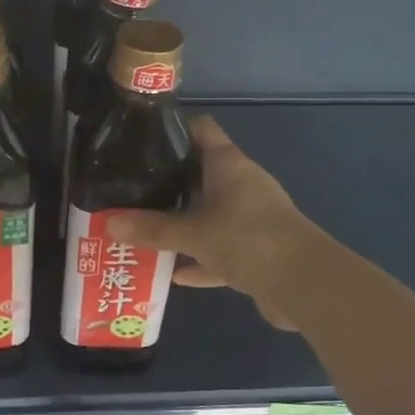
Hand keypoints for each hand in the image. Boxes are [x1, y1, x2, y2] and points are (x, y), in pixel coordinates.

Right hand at [106, 117, 314, 330]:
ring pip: (209, 213)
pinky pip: (220, 249)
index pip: (200, 130)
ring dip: (183, 223)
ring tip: (143, 228)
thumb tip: (107, 223)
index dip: (173, 129)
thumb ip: (151, 229)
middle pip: (201, 172)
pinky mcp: (257, 249)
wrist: (306, 285)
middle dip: (169, 182)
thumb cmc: (248, 240)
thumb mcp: (193, 234)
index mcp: (229, 165)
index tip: (141, 139)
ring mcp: (251, 217)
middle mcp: (241, 184)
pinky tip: (173, 273)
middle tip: (130, 189)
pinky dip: (199, 259)